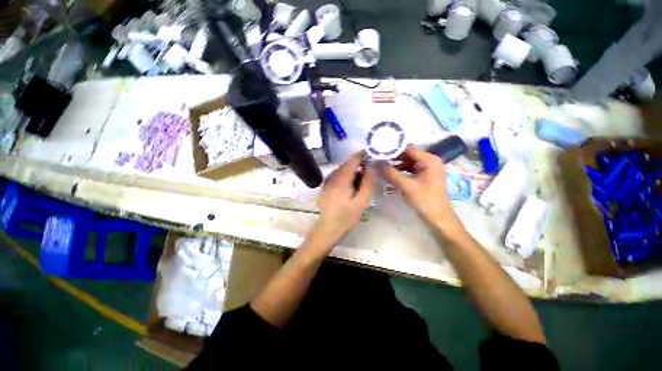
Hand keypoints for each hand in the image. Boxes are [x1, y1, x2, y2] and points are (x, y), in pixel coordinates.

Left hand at [312, 153, 374, 248]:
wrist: (327, 229)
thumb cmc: (346, 217)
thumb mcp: (362, 201)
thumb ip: (368, 181)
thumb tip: (373, 165)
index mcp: (341, 178)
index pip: (353, 159)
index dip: (365, 155)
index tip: (375, 157)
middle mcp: (332, 175)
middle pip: (348, 163)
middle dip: (361, 165)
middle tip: (373, 172)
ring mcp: (328, 180)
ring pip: (344, 169)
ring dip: (355, 171)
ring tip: (365, 181)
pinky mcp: (326, 185)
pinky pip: (339, 175)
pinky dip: (348, 177)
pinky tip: (354, 186)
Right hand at [380, 145, 461, 232]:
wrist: (439, 218)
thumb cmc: (425, 201)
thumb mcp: (406, 186)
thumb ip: (391, 173)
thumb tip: (376, 163)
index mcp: (429, 160)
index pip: (409, 148)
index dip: (394, 150)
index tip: (379, 154)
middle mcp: (430, 161)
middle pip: (409, 155)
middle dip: (394, 158)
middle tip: (378, 161)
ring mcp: (428, 169)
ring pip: (409, 162)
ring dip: (396, 165)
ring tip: (382, 168)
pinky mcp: (425, 176)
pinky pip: (411, 169)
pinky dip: (401, 171)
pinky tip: (391, 175)